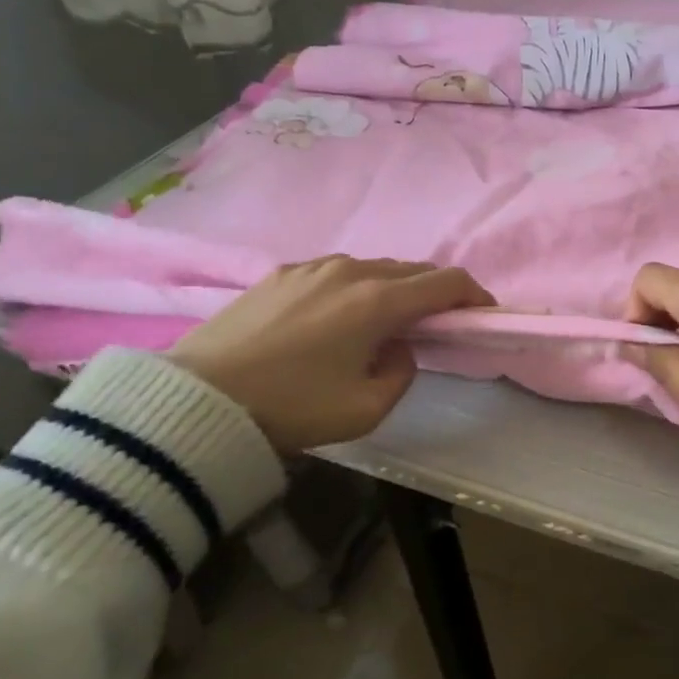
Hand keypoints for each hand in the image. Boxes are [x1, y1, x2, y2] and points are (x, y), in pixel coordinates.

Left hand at [170, 257, 494, 452]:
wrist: (195, 401)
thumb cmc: (290, 409)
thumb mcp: (365, 410)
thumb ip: (402, 373)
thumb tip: (398, 347)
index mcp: (378, 302)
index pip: (446, 283)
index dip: (474, 295)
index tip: (483, 313)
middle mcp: (351, 271)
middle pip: (413, 270)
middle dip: (435, 293)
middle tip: (437, 324)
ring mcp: (312, 267)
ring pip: (374, 268)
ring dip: (394, 289)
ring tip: (385, 322)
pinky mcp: (280, 274)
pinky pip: (336, 272)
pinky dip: (355, 288)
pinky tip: (337, 317)